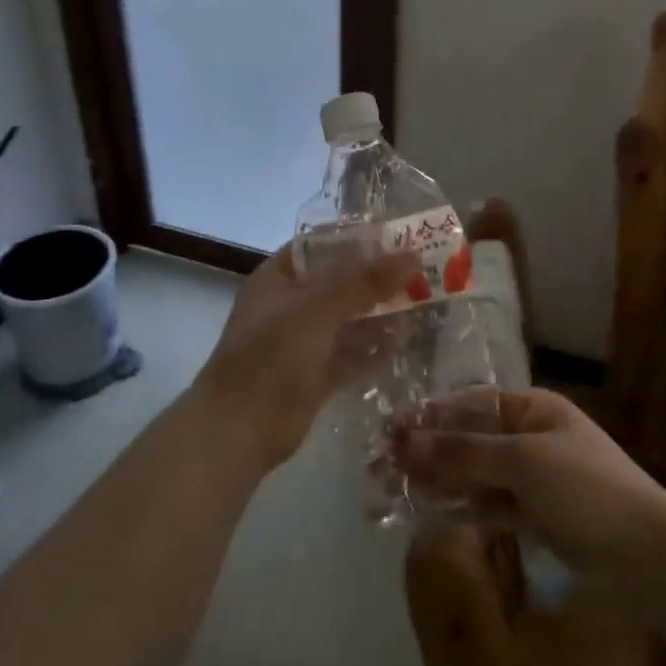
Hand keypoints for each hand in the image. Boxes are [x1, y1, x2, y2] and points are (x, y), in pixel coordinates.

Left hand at [191, 243, 420, 473]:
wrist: (237, 431)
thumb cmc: (270, 356)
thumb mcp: (317, 309)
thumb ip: (364, 281)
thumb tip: (412, 255)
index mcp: (280, 277)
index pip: (324, 244)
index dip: (360, 238)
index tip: (403, 235)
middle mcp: (292, 304)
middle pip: (342, 281)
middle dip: (379, 276)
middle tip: (427, 267)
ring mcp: (304, 342)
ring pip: (350, 318)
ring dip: (383, 310)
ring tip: (427, 299)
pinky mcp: (317, 375)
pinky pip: (353, 353)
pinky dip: (377, 347)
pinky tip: (410, 338)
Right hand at [399, 387, 665, 581]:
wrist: (650, 556)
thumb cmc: (587, 489)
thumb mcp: (523, 462)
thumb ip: (463, 452)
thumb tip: (406, 440)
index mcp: (533, 409)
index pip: (470, 405)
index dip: (429, 416)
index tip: (390, 429)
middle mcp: (530, 437)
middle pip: (469, 440)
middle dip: (427, 452)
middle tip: (380, 466)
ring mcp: (533, 478)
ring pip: (475, 474)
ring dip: (438, 481)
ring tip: (393, 490)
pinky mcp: (536, 516)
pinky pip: (489, 505)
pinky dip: (462, 507)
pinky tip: (428, 512)